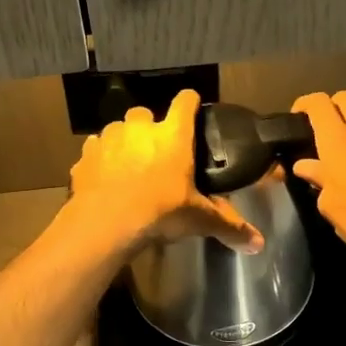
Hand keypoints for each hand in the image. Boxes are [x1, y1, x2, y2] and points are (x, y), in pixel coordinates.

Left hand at [67, 90, 263, 255]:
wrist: (105, 224)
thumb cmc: (159, 212)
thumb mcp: (199, 219)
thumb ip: (229, 226)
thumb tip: (259, 244)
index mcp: (173, 135)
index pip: (185, 101)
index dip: (190, 103)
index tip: (193, 110)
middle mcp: (140, 128)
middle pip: (145, 113)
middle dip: (150, 128)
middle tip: (157, 152)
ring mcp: (108, 139)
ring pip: (117, 129)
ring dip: (123, 142)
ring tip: (129, 166)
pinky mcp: (85, 156)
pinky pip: (94, 150)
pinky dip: (100, 160)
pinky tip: (105, 178)